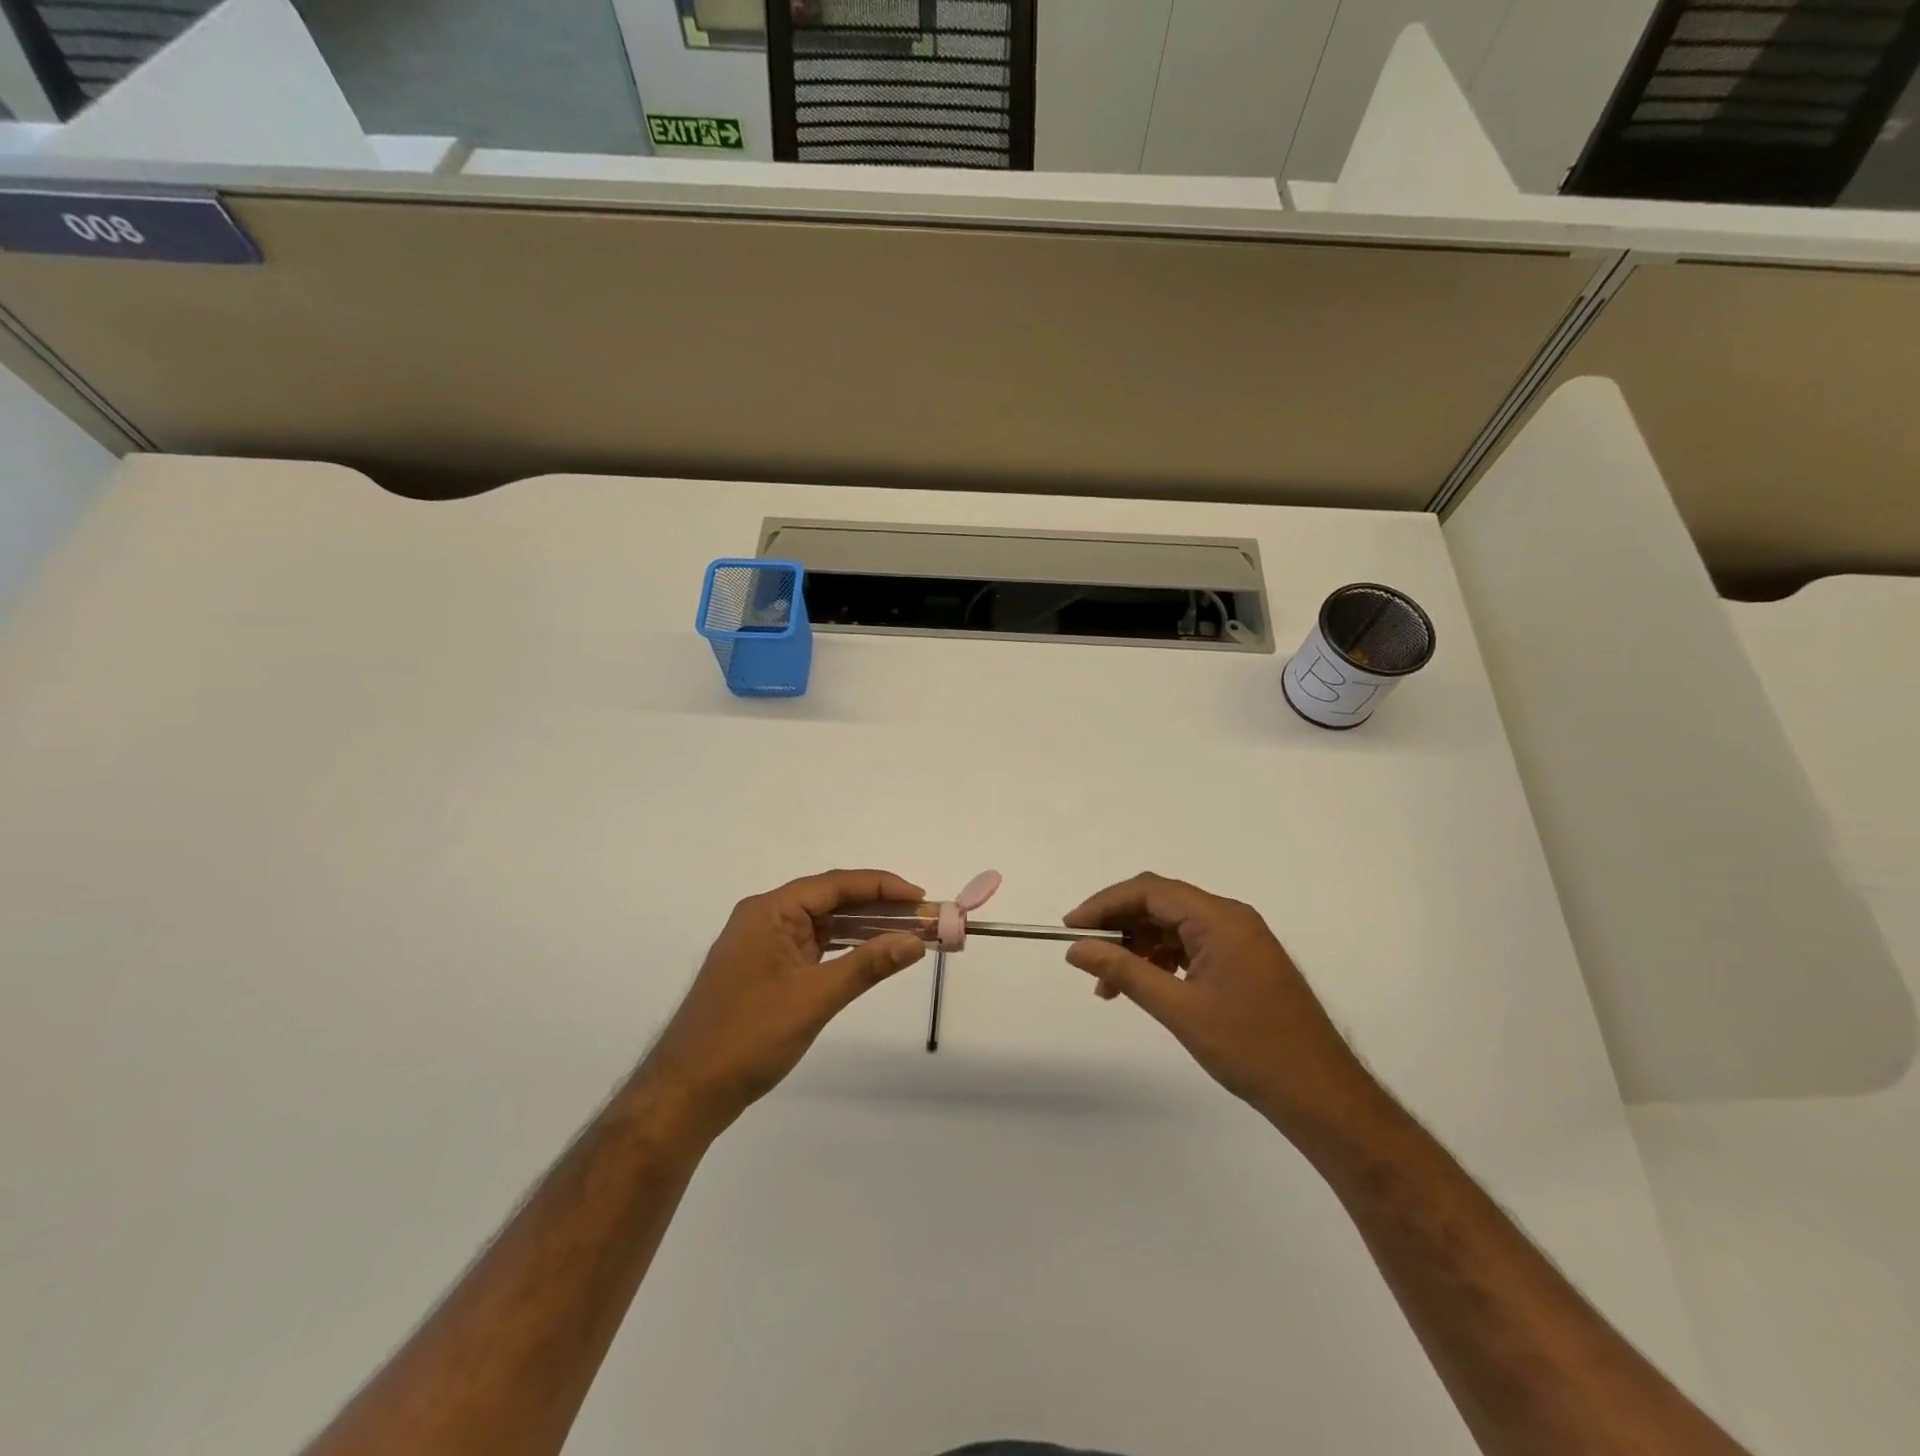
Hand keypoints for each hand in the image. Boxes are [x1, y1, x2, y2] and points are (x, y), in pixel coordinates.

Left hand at [641, 870, 926, 1135]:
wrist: (687, 1092)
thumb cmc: (748, 1037)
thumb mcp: (814, 998)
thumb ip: (867, 965)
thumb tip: (915, 941)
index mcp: (769, 911)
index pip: (834, 885)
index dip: (882, 887)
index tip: (921, 898)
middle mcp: (764, 918)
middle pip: (830, 901)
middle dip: (878, 908)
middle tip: (923, 919)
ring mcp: (763, 945)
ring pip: (823, 925)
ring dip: (863, 929)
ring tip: (907, 934)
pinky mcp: (765, 970)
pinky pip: (813, 947)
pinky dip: (844, 949)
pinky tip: (871, 955)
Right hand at [1063, 873, 1377, 1139]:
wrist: (1321, 1095)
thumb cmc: (1250, 1048)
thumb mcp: (1178, 1009)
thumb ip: (1125, 971)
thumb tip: (1076, 948)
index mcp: (1220, 919)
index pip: (1150, 891)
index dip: (1105, 904)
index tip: (1071, 928)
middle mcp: (1231, 918)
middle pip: (1161, 904)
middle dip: (1119, 926)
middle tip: (1084, 954)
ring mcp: (1240, 940)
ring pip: (1173, 926)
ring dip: (1137, 947)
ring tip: (1108, 985)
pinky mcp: (1243, 961)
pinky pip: (1191, 945)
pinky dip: (1161, 960)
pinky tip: (1143, 986)